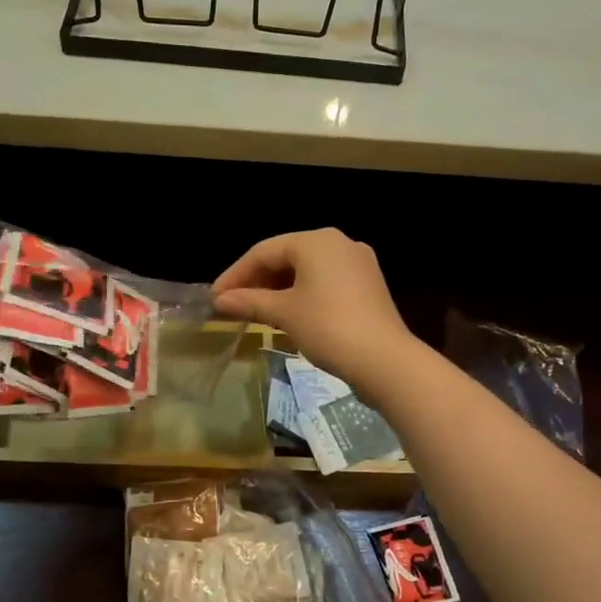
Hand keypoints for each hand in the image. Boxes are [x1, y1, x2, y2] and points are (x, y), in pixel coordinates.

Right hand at [213, 229, 420, 394]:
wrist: (385, 360)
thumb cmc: (328, 327)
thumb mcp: (284, 313)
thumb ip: (250, 302)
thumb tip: (220, 300)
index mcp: (316, 241)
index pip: (264, 251)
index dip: (236, 274)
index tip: (215, 297)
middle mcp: (339, 243)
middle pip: (287, 257)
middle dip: (258, 281)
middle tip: (234, 305)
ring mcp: (358, 263)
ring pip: (307, 270)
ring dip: (279, 289)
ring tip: (257, 312)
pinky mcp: (368, 286)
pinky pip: (326, 282)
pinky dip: (303, 295)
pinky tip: (289, 315)